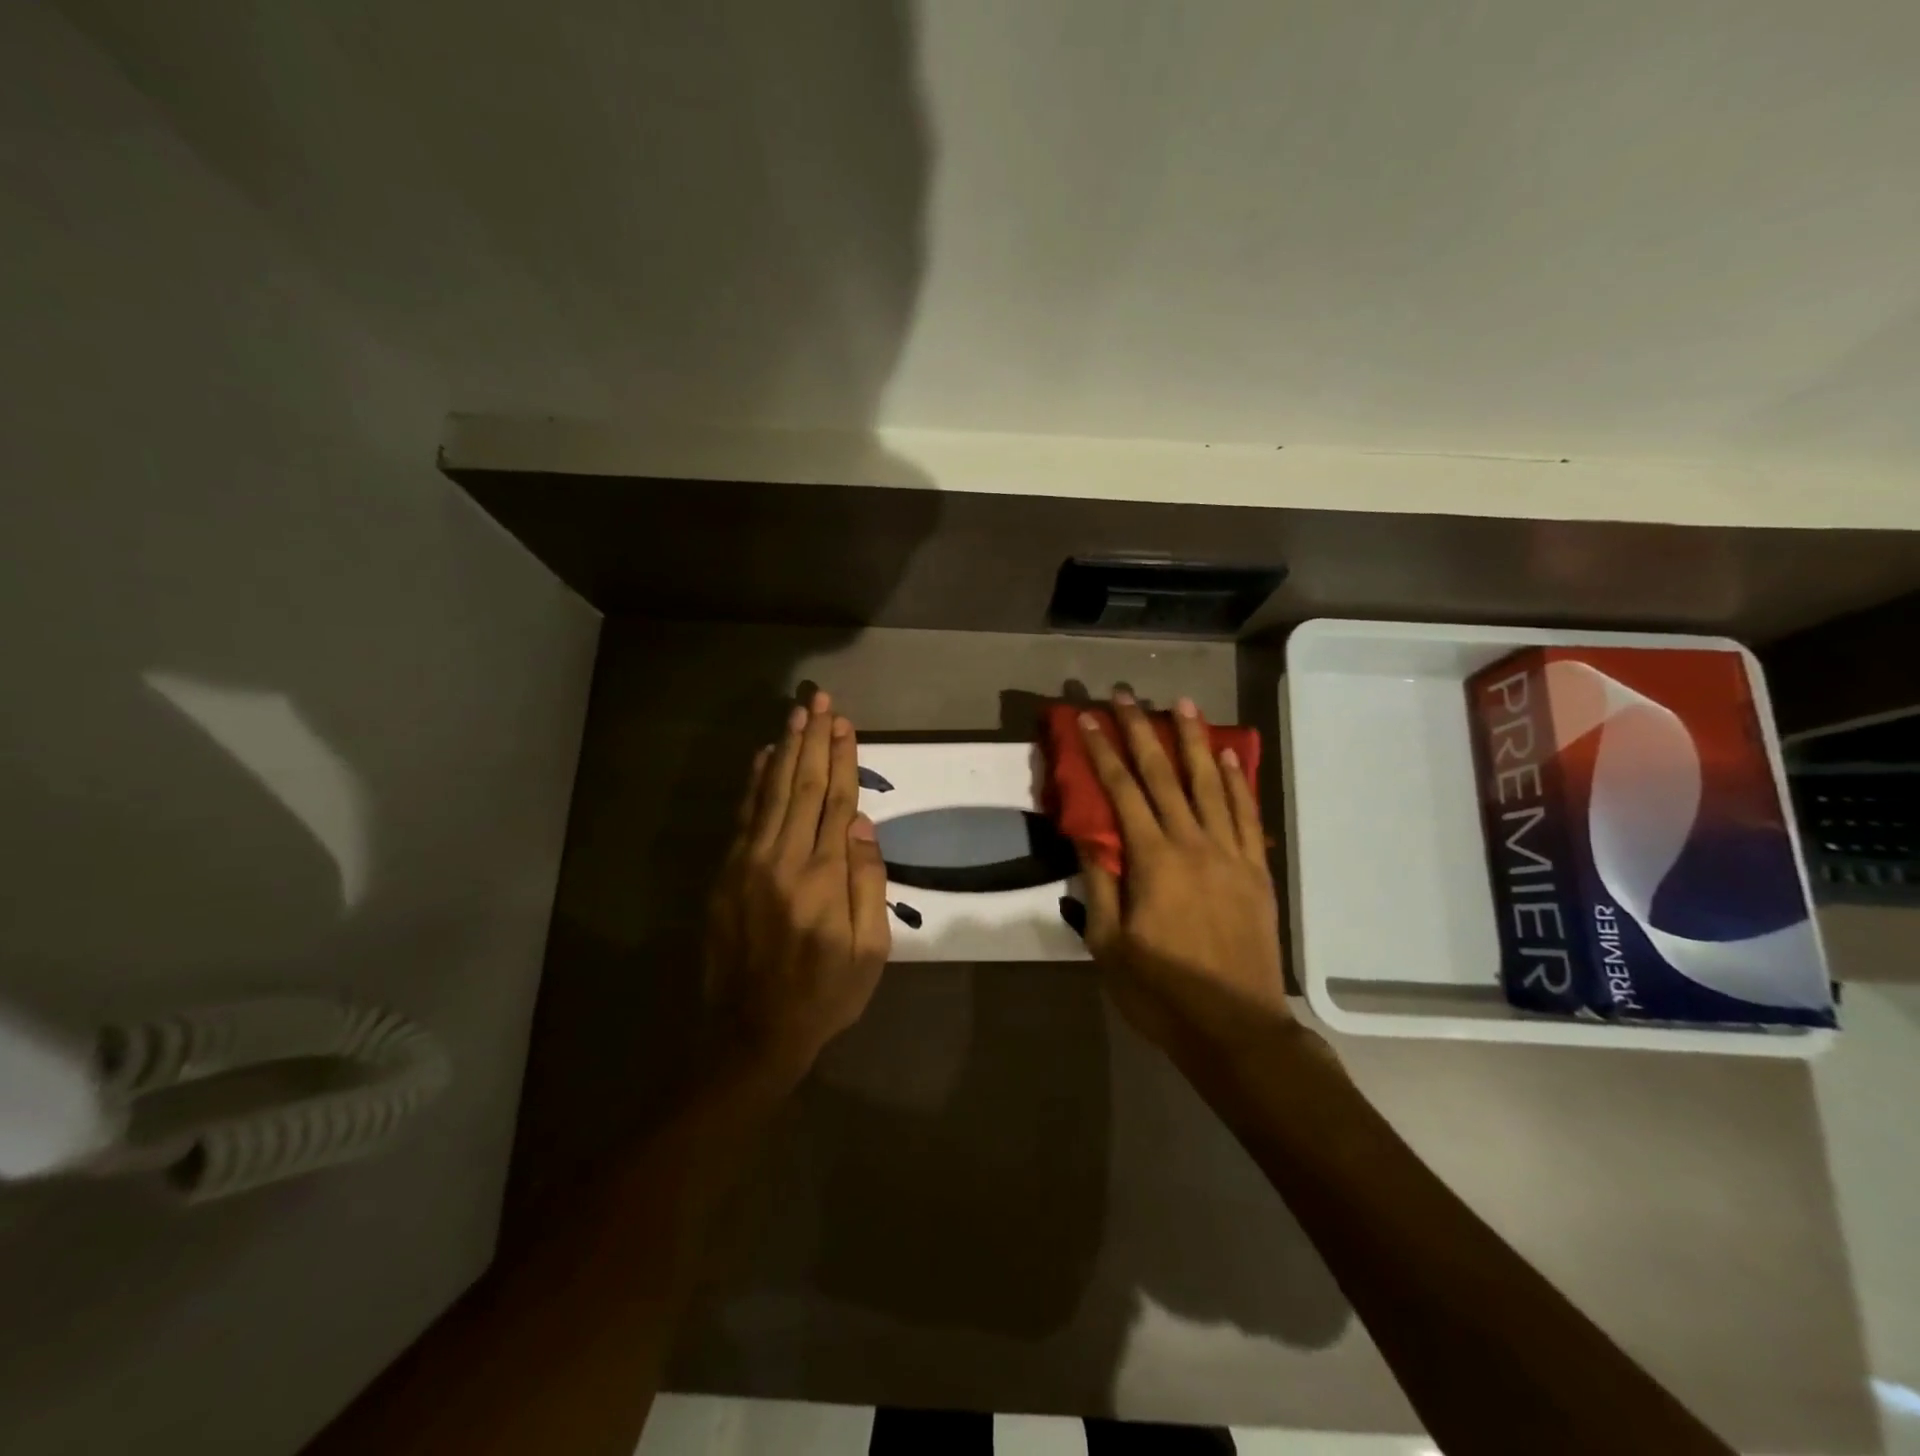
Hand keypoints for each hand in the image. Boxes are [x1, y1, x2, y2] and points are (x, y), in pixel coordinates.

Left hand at [704, 691, 890, 1087]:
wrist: (750, 1035)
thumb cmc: (823, 996)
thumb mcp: (869, 952)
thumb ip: (868, 885)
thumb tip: (863, 826)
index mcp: (824, 878)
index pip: (837, 802)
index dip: (843, 759)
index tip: (845, 724)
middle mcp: (783, 860)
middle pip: (803, 785)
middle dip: (813, 740)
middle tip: (820, 700)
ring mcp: (748, 864)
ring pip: (771, 792)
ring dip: (785, 750)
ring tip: (796, 714)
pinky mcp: (725, 875)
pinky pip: (743, 817)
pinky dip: (754, 782)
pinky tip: (763, 756)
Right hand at [1076, 692, 1289, 1058]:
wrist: (1237, 1030)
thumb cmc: (1162, 993)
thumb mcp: (1110, 947)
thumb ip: (1100, 886)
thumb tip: (1090, 837)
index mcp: (1154, 861)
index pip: (1122, 791)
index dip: (1103, 751)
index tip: (1088, 718)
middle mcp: (1194, 844)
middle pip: (1165, 775)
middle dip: (1143, 730)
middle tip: (1128, 694)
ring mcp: (1232, 855)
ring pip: (1211, 784)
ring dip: (1195, 741)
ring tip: (1184, 704)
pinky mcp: (1257, 871)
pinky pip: (1248, 815)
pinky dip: (1238, 782)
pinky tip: (1230, 757)